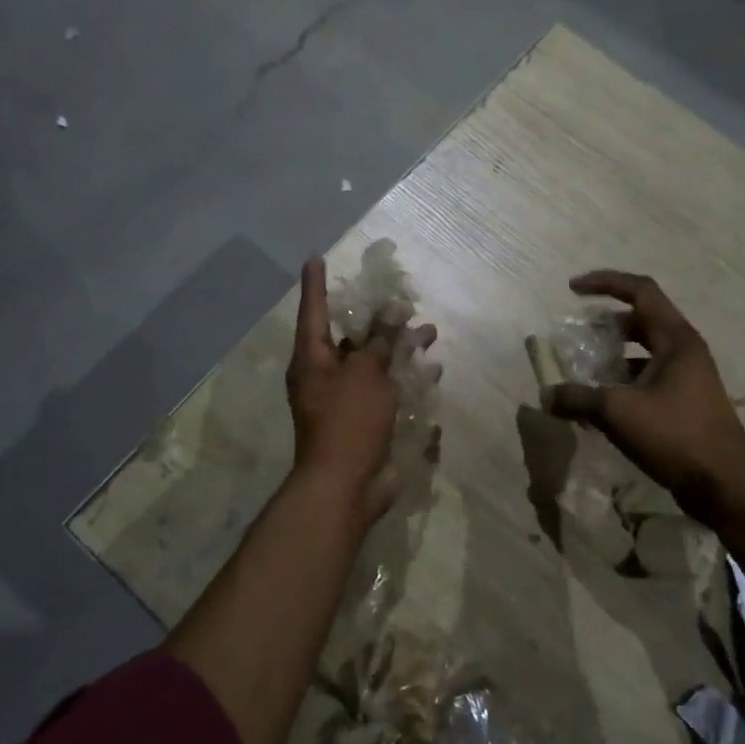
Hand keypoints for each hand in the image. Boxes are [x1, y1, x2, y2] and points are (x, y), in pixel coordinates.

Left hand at [287, 257, 435, 520]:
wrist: (346, 486)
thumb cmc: (348, 421)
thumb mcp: (365, 374)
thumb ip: (379, 342)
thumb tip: (390, 316)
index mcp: (312, 361)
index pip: (314, 312)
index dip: (315, 284)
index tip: (315, 258)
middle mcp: (325, 377)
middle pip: (350, 339)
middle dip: (377, 320)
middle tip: (401, 301)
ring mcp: (345, 401)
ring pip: (374, 364)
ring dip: (400, 348)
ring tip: (429, 332)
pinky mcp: (365, 421)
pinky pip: (386, 390)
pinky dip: (406, 378)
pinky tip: (432, 371)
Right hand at [544, 270, 744, 514]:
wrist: (726, 485)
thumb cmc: (676, 435)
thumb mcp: (619, 412)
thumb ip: (578, 399)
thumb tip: (546, 396)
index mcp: (676, 339)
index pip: (640, 291)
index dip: (605, 282)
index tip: (572, 289)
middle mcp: (684, 351)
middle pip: (641, 320)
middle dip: (606, 323)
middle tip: (577, 334)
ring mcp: (687, 378)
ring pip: (644, 352)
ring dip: (613, 356)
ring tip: (583, 369)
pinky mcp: (685, 403)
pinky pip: (648, 378)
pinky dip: (622, 382)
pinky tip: (601, 404)